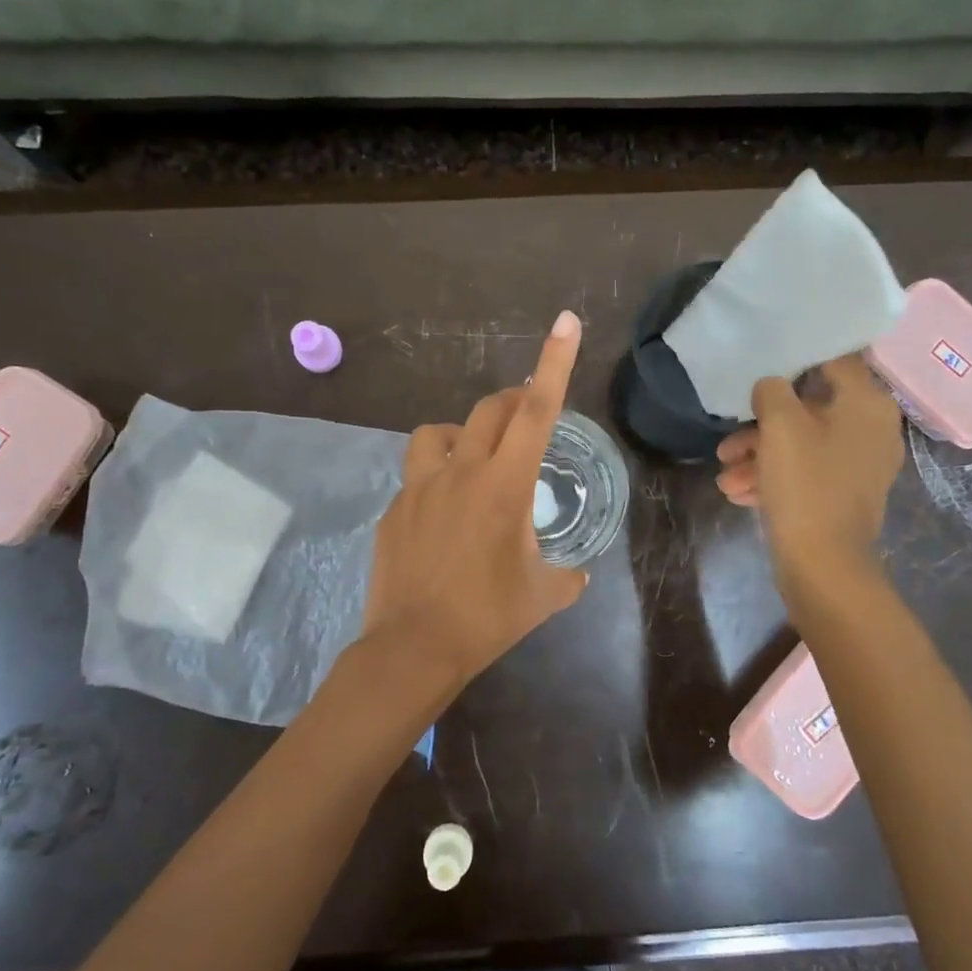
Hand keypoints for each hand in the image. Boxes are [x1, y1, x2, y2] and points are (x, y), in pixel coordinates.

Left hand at [361, 311, 588, 694]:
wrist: (413, 648)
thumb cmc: (487, 618)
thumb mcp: (544, 597)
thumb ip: (568, 577)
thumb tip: (577, 574)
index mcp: (504, 486)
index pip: (537, 412)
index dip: (554, 363)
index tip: (565, 322)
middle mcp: (460, 472)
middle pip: (488, 410)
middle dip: (513, 401)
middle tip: (526, 417)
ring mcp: (419, 487)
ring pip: (438, 432)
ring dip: (463, 434)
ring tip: (473, 462)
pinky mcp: (394, 508)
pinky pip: (417, 476)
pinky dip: (436, 479)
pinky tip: (442, 516)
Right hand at [714, 354, 903, 595]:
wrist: (823, 564)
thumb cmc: (805, 484)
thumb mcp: (780, 425)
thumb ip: (772, 391)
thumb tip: (772, 386)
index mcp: (867, 404)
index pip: (834, 360)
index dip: (796, 359)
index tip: (763, 366)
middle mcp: (872, 429)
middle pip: (810, 409)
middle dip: (762, 425)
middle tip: (728, 442)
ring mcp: (860, 465)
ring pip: (802, 445)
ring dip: (759, 456)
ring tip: (725, 476)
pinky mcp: (844, 494)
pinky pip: (806, 472)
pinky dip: (774, 478)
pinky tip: (739, 493)